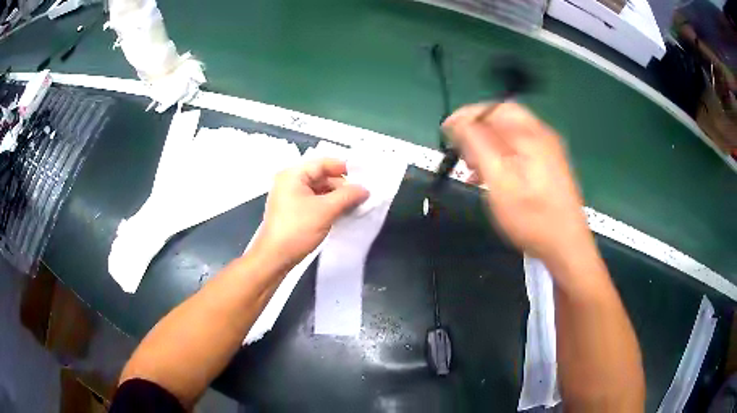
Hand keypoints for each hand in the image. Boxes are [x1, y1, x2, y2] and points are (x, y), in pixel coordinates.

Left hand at [253, 158, 369, 267]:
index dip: (344, 168)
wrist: (275, 257)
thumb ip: (347, 196)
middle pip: (321, 176)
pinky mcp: (292, 211)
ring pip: (319, 190)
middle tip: (361, 195)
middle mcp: (289, 182)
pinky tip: (341, 213)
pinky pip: (314, 201)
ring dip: (336, 197)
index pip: (323, 163)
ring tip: (354, 205)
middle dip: (341, 186)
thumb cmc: (297, 230)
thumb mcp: (326, 210)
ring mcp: (290, 197)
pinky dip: (328, 205)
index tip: (363, 177)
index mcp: (293, 175)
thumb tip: (364, 189)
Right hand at [443, 102, 591, 263]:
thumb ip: (478, 146)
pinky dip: (502, 157)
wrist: (567, 246)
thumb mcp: (500, 181)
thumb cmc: (532, 217)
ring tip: (472, 168)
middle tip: (460, 150)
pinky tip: (491, 176)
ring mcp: (549, 151)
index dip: (467, 116)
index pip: (493, 109)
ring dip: (488, 146)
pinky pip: (520, 150)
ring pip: (511, 136)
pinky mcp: (550, 166)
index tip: (447, 130)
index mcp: (530, 135)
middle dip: (478, 131)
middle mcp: (542, 136)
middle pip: (503, 119)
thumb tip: (459, 122)